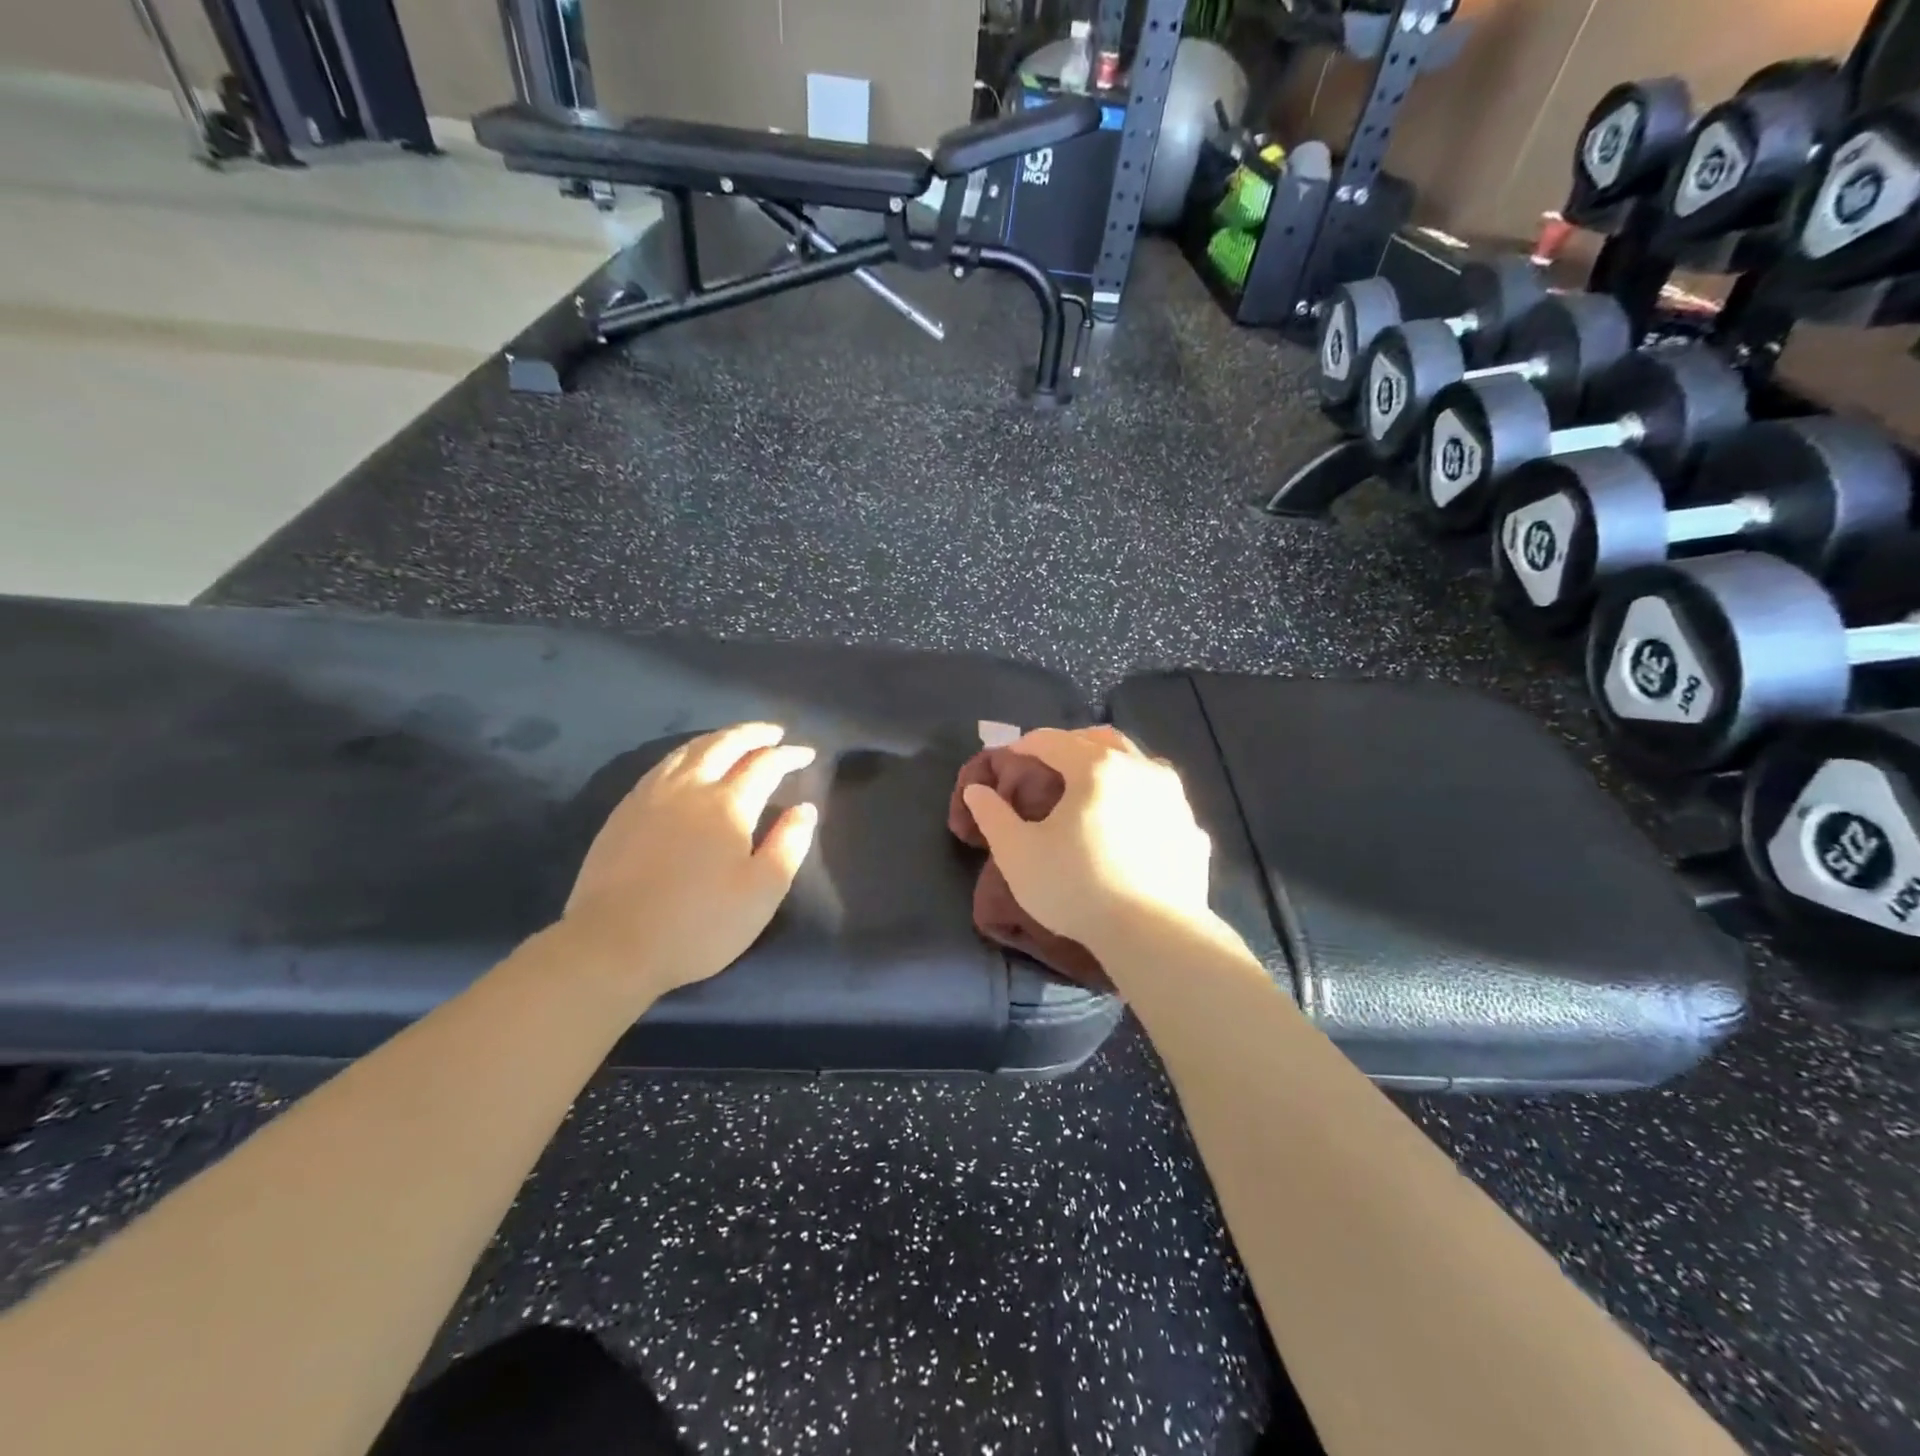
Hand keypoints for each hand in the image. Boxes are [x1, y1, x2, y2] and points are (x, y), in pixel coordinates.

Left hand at [562, 723, 817, 1005]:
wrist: (614, 946)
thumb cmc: (700, 924)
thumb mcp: (762, 892)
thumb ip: (789, 844)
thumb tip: (805, 808)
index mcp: (728, 804)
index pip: (765, 764)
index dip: (789, 755)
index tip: (807, 754)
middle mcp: (690, 787)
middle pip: (725, 744)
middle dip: (754, 733)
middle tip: (774, 733)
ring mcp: (652, 795)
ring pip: (690, 749)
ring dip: (719, 737)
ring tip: (736, 739)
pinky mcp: (626, 810)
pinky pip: (663, 764)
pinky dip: (687, 753)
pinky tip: (689, 763)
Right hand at [960, 726, 1212, 955]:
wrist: (1152, 935)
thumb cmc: (1075, 887)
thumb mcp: (1017, 853)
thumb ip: (993, 815)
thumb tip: (977, 790)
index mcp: (1095, 767)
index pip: (1051, 740)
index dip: (1025, 745)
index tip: (1010, 758)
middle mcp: (1140, 769)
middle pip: (1100, 740)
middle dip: (1071, 745)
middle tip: (1050, 764)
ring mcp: (1174, 799)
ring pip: (1139, 763)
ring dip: (1111, 765)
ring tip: (1093, 789)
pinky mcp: (1192, 830)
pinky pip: (1162, 802)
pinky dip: (1141, 800)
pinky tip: (1132, 824)